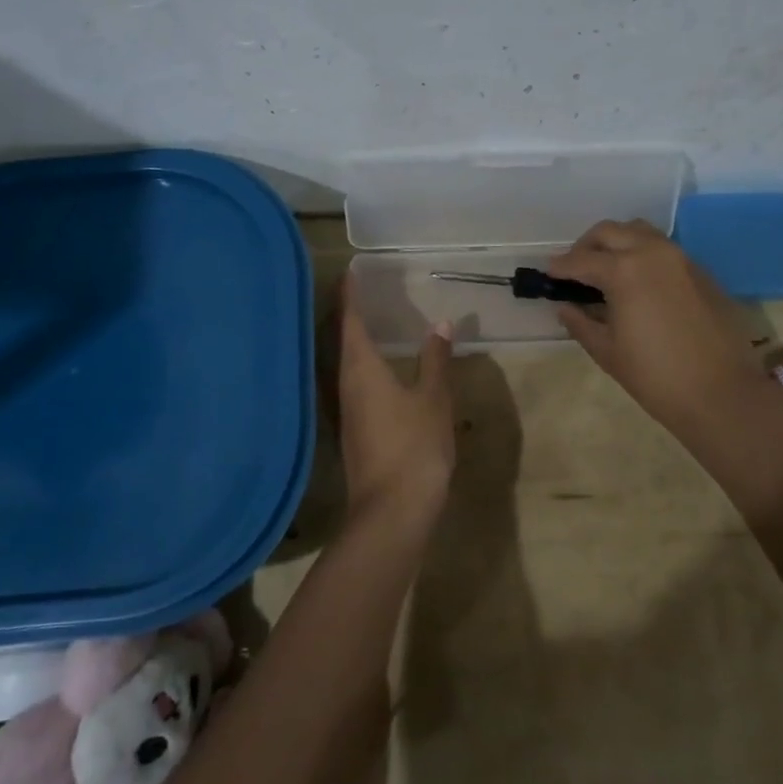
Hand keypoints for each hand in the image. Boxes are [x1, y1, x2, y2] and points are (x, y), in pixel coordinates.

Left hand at [336, 273, 455, 532]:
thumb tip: (441, 324)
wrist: (392, 512)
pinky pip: (354, 383)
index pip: (350, 320)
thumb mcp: (433, 399)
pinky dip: (363, 364)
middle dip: (349, 313)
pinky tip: (379, 368)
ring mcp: (346, 410)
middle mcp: (345, 384)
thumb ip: (435, 360)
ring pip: (345, 363)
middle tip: (362, 290)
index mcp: (361, 368)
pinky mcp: (353, 430)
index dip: (350, 295)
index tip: (350, 271)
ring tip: (371, 321)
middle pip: (341, 339)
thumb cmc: (414, 447)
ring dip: (354, 340)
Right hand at [549, 220, 782, 444]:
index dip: (560, 267)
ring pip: (640, 232)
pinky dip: (642, 254)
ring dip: (617, 243)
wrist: (722, 393)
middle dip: (586, 246)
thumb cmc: (655, 376)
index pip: (581, 260)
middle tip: (575, 269)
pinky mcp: (701, 271)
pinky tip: (638, 282)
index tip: (548, 274)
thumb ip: (581, 322)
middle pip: (610, 232)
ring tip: (606, 269)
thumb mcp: (607, 351)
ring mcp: (681, 259)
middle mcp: (652, 253)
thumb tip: (565, 307)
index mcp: (624, 270)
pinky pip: (663, 249)